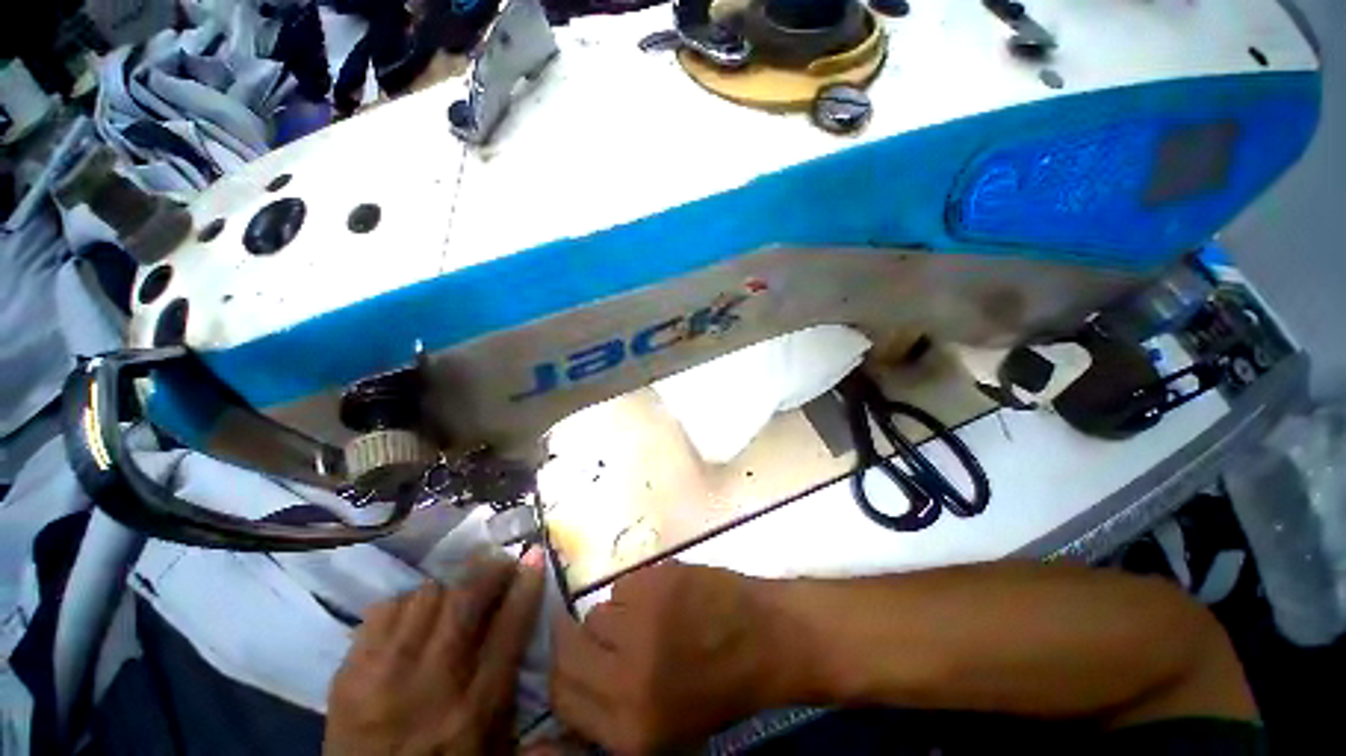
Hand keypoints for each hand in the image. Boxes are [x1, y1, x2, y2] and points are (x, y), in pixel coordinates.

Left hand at [325, 549, 545, 755]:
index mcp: (476, 707)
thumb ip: (514, 685)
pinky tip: (411, 620)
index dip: (525, 585)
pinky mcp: (348, 674)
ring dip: (447, 590)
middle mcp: (433, 684)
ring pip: (426, 596)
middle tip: (499, 563)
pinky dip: (405, 605)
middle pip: (465, 600)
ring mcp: (384, 676)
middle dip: (489, 571)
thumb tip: (529, 619)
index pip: (509, 627)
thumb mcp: (495, 742)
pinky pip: (383, 610)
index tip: (534, 557)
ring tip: (453, 598)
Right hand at [550, 562, 789, 753]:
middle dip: (577, 639)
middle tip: (605, 632)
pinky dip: (636, 591)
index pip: (561, 695)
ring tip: (649, 619)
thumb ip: (611, 712)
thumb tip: (568, 682)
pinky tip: (664, 598)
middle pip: (568, 649)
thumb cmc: (720, 687)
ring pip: (596, 612)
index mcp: (629, 728)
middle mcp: (626, 678)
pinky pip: (622, 585)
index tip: (574, 658)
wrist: (766, 637)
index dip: (563, 673)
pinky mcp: (654, 581)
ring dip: (614, 616)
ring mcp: (640, 623)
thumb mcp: (664, 728)